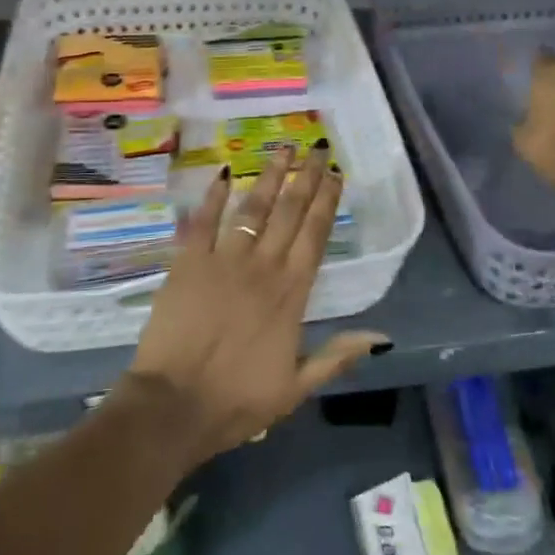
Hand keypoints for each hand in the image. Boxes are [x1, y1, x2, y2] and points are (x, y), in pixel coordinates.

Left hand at [121, 146, 388, 466]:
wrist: (173, 407)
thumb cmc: (237, 401)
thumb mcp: (296, 388)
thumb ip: (337, 357)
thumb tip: (381, 337)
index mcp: (291, 293)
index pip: (315, 235)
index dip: (327, 202)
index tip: (336, 174)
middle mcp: (262, 267)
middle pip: (289, 212)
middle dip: (306, 177)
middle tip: (317, 147)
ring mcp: (223, 261)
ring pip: (252, 210)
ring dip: (269, 177)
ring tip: (282, 149)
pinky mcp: (187, 263)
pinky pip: (203, 222)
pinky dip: (213, 197)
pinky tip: (224, 173)